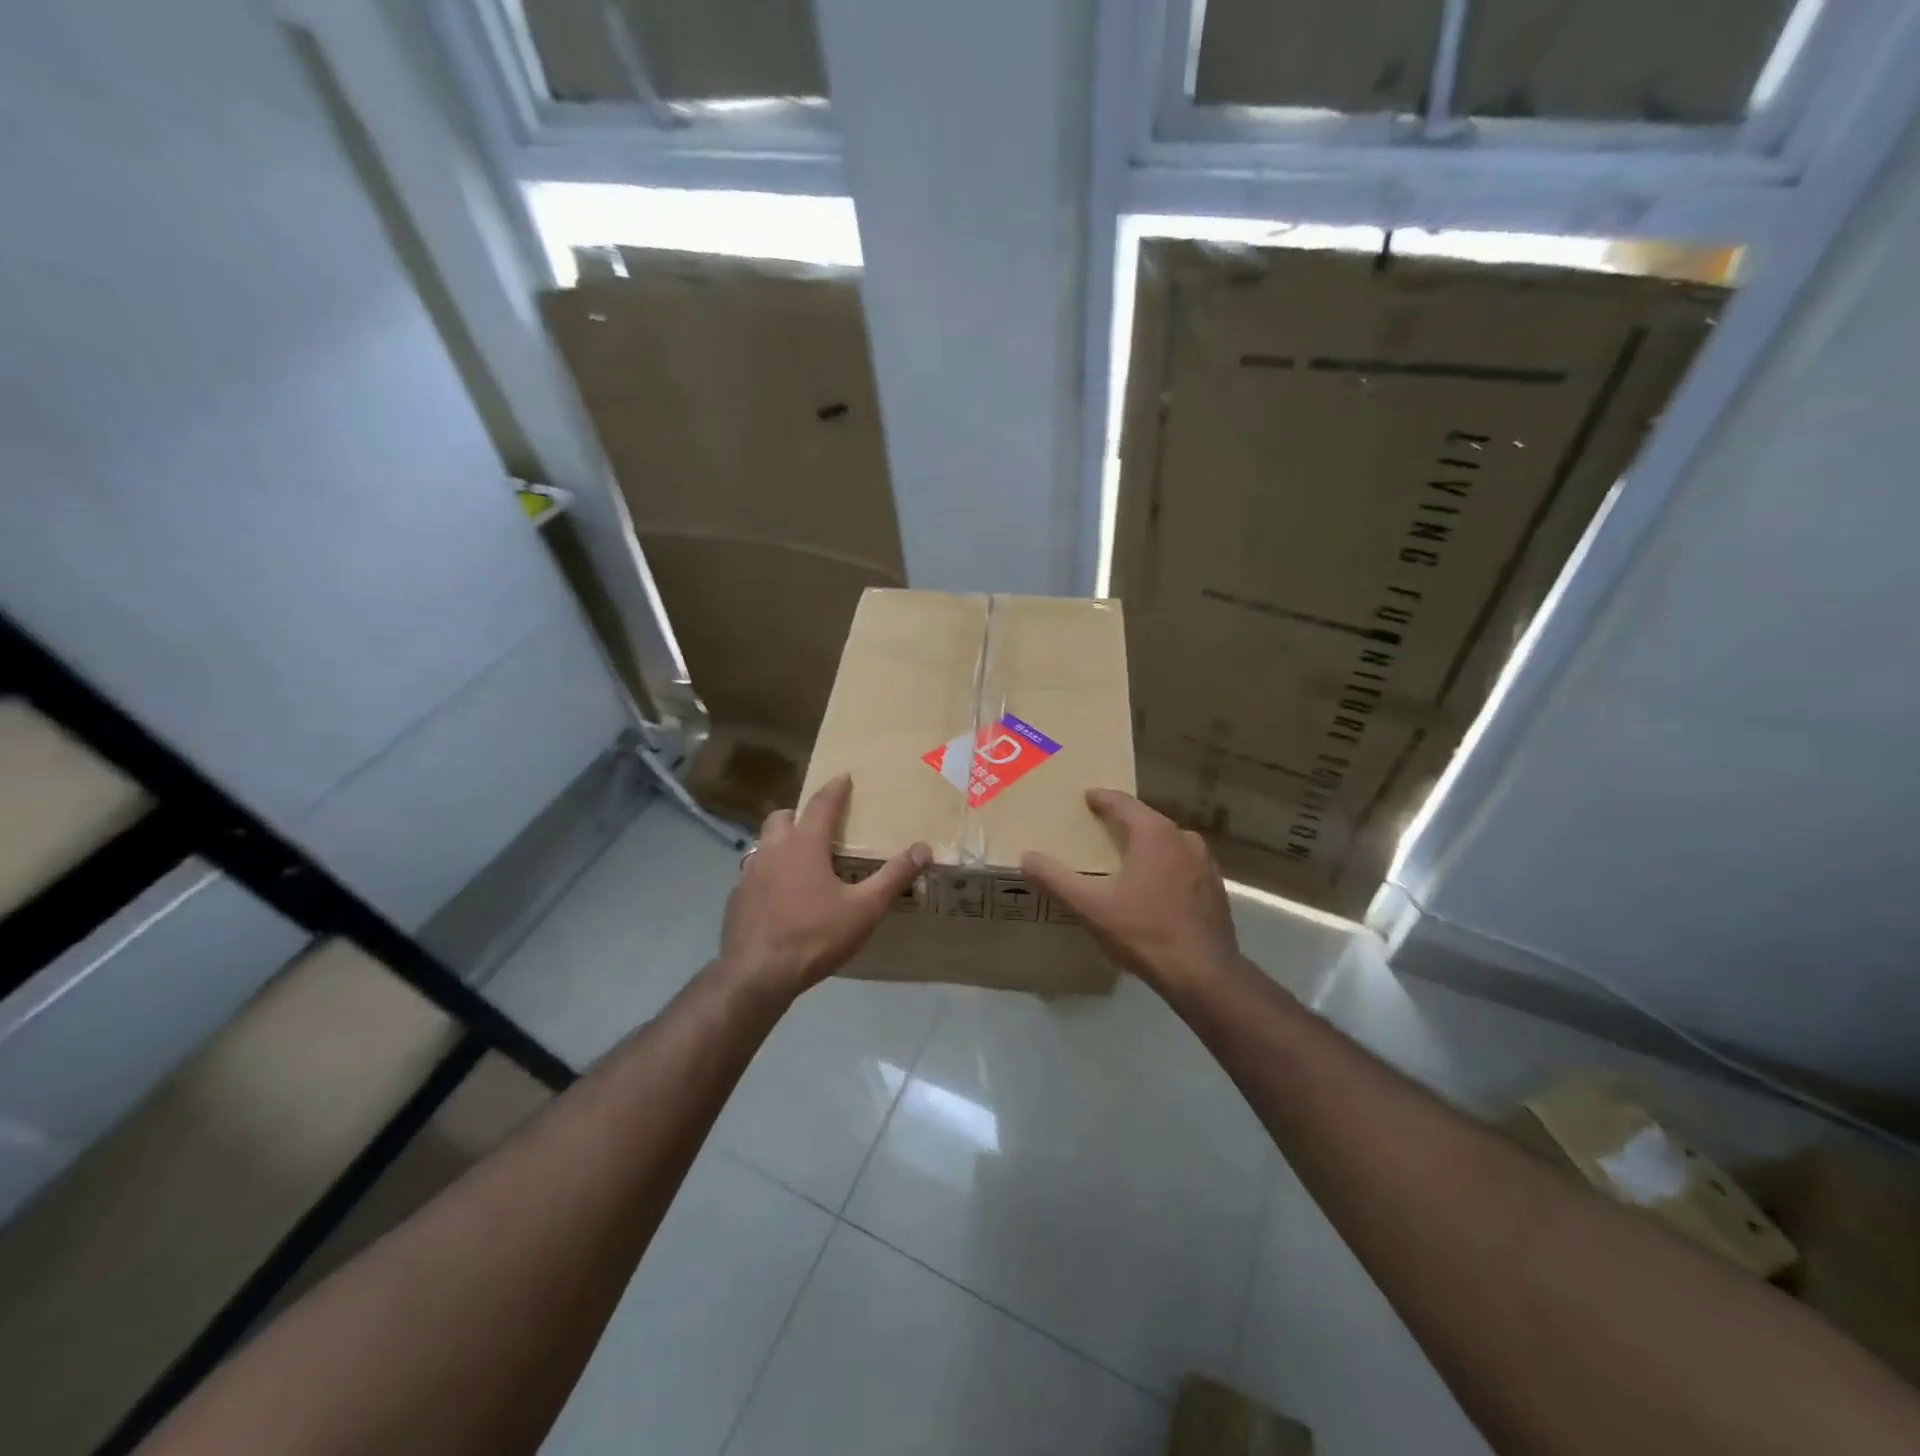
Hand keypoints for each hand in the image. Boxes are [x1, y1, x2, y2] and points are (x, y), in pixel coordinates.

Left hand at [719, 774, 929, 999]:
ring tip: (800, 857)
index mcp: (805, 844)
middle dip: (801, 813)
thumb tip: (923, 848)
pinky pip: (753, 871)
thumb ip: (893, 876)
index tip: (844, 777)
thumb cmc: (815, 936)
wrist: (757, 975)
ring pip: (764, 842)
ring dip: (781, 840)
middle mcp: (773, 849)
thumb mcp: (864, 909)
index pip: (822, 804)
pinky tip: (779, 893)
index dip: (835, 789)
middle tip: (818, 824)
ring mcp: (749, 872)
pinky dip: (768, 870)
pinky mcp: (736, 897)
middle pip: (783, 816)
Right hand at [1021, 789, 1240, 999]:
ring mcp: (1204, 863)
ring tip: (1124, 856)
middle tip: (1099, 827)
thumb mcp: (1091, 907)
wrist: (1204, 975)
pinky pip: (1182, 865)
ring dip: (1146, 844)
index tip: (1087, 798)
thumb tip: (1026, 858)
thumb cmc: (1144, 932)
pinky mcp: (1214, 888)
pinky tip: (1152, 887)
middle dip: (1123, 821)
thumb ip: (1056, 879)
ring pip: (1168, 843)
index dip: (1102, 798)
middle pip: (1147, 820)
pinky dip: (1164, 866)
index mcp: (1154, 834)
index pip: (1123, 803)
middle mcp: (1183, 838)